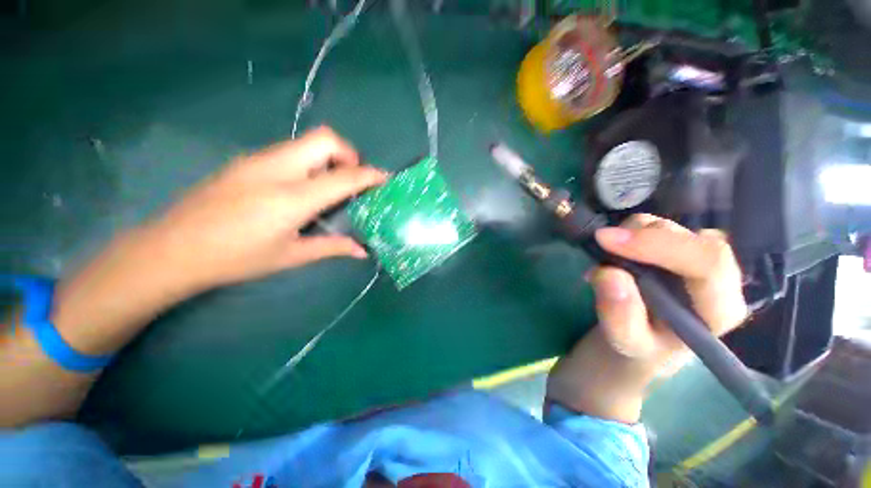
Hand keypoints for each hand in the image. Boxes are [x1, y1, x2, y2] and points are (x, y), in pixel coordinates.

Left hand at [143, 126, 386, 290]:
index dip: (370, 175)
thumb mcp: (291, 256)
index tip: (386, 178)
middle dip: (349, 154)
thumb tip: (362, 251)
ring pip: (306, 142)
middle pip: (325, 139)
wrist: (171, 249)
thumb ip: (332, 247)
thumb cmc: (235, 259)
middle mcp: (277, 169)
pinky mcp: (246, 161)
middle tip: (353, 179)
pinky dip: (309, 162)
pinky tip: (301, 187)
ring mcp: (258, 160)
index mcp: (292, 197)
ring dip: (329, 157)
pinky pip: (289, 151)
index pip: (344, 176)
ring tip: (330, 186)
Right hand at [590, 214, 747, 369]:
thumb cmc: (641, 347)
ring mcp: (698, 258)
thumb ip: (619, 316)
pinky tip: (615, 254)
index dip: (658, 244)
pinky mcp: (677, 247)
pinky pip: (652, 226)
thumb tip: (607, 273)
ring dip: (631, 236)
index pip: (709, 263)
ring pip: (668, 227)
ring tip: (609, 261)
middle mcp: (719, 278)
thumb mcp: (625, 343)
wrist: (644, 341)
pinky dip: (627, 233)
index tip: (606, 240)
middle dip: (641, 238)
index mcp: (720, 309)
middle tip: (602, 249)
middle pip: (690, 238)